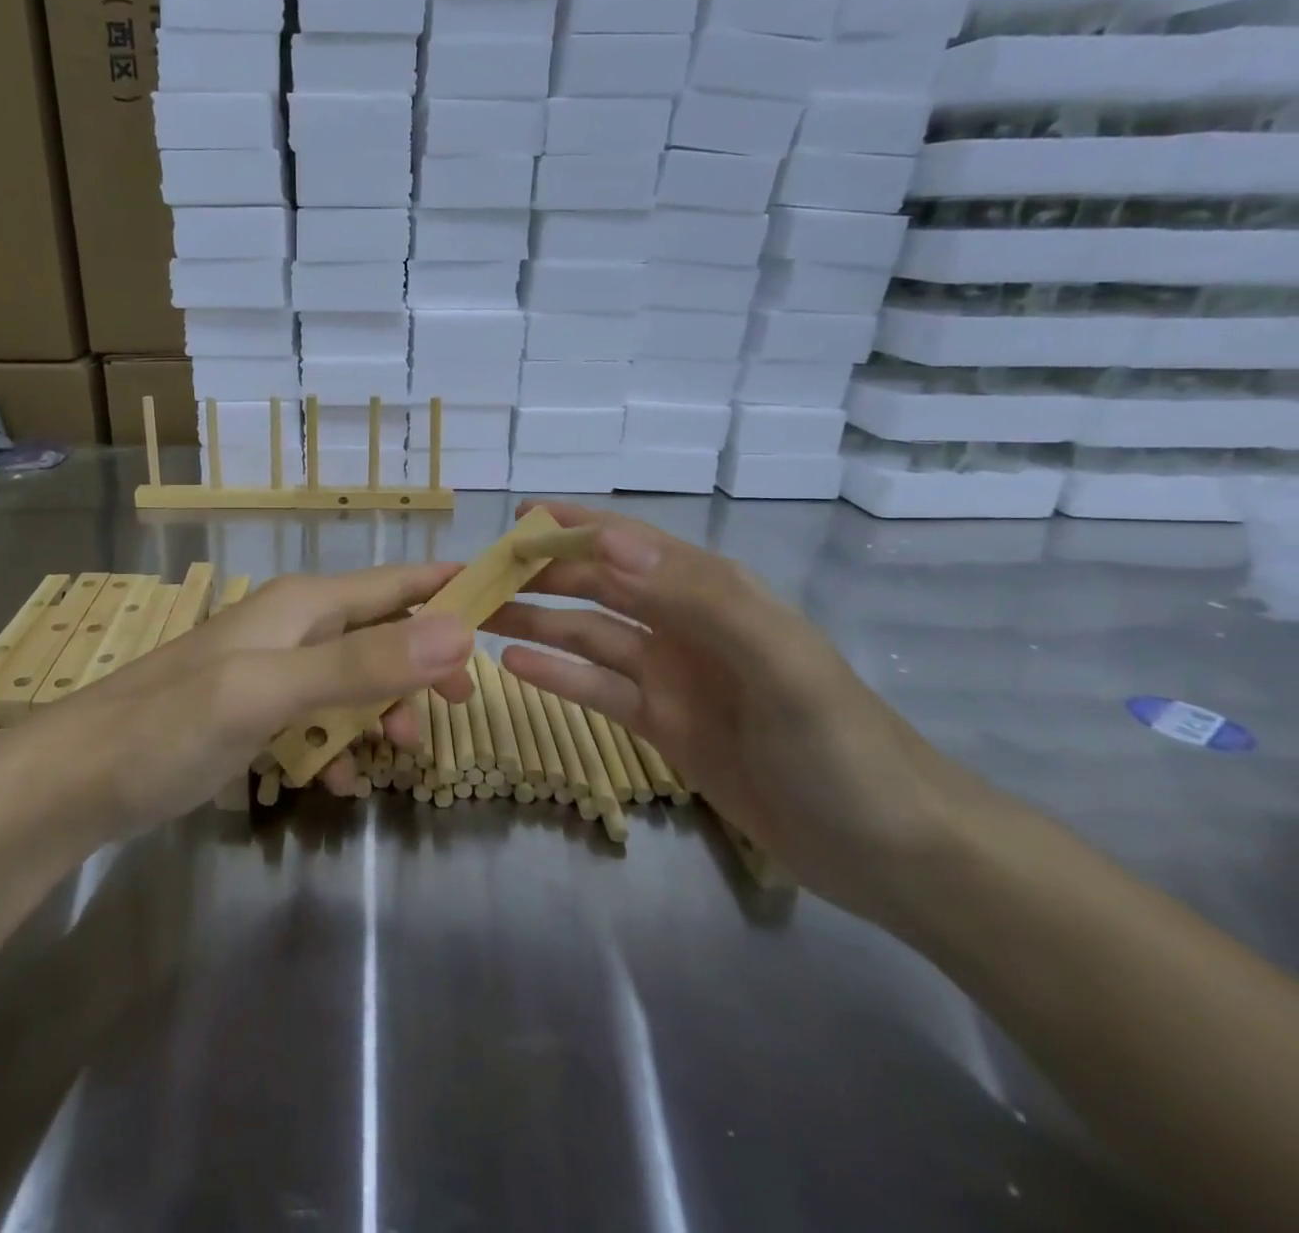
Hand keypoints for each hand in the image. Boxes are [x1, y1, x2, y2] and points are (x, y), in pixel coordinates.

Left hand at [16, 564, 475, 837]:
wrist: (76, 779)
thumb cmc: (170, 725)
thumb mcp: (270, 692)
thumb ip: (362, 664)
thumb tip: (459, 635)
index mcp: (304, 604)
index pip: (398, 582)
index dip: (452, 589)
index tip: (510, 603)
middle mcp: (293, 626)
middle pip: (384, 633)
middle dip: (423, 669)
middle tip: (458, 712)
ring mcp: (273, 670)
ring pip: (356, 681)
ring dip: (382, 716)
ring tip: (396, 759)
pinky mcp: (254, 712)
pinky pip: (319, 720)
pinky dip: (338, 747)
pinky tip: (336, 784)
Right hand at [486, 502, 974, 921]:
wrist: (891, 852)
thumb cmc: (839, 748)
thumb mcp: (779, 665)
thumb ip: (698, 598)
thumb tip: (608, 541)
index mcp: (713, 594)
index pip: (631, 545)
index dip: (576, 526)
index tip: (517, 517)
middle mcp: (686, 624)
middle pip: (600, 586)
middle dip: (542, 574)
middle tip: (478, 576)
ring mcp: (673, 676)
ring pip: (589, 635)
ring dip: (538, 621)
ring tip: (479, 616)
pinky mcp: (665, 725)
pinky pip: (598, 689)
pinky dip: (557, 674)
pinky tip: (513, 666)